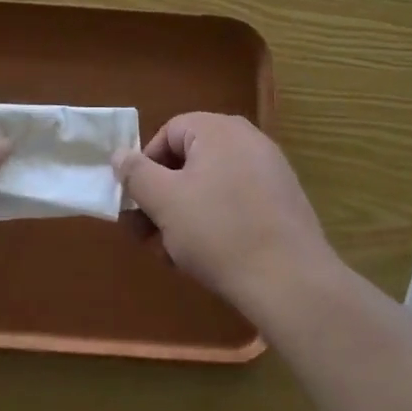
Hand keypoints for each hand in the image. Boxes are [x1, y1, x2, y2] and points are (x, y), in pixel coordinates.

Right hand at [113, 113, 335, 315]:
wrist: (291, 281)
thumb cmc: (218, 232)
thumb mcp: (164, 201)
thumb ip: (136, 173)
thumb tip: (120, 154)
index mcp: (218, 129)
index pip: (168, 133)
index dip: (146, 167)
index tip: (137, 204)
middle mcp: (247, 139)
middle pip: (189, 160)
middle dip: (163, 198)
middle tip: (148, 236)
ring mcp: (270, 170)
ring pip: (211, 185)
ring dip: (184, 215)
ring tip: (174, 255)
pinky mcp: (284, 201)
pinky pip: (237, 201)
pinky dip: (216, 222)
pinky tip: (208, 258)